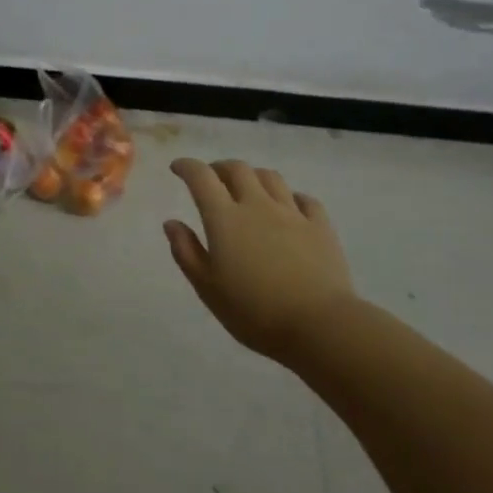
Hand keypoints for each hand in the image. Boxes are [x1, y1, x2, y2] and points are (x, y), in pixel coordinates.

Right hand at [165, 159, 356, 364]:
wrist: (319, 325)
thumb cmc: (254, 311)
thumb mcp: (207, 288)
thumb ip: (186, 251)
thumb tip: (171, 222)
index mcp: (225, 218)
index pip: (201, 177)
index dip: (187, 167)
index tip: (177, 168)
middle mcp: (257, 205)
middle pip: (237, 169)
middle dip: (220, 168)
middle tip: (212, 178)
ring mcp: (292, 213)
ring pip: (270, 177)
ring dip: (253, 176)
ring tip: (247, 188)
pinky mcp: (320, 226)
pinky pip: (304, 199)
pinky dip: (289, 197)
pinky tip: (288, 208)